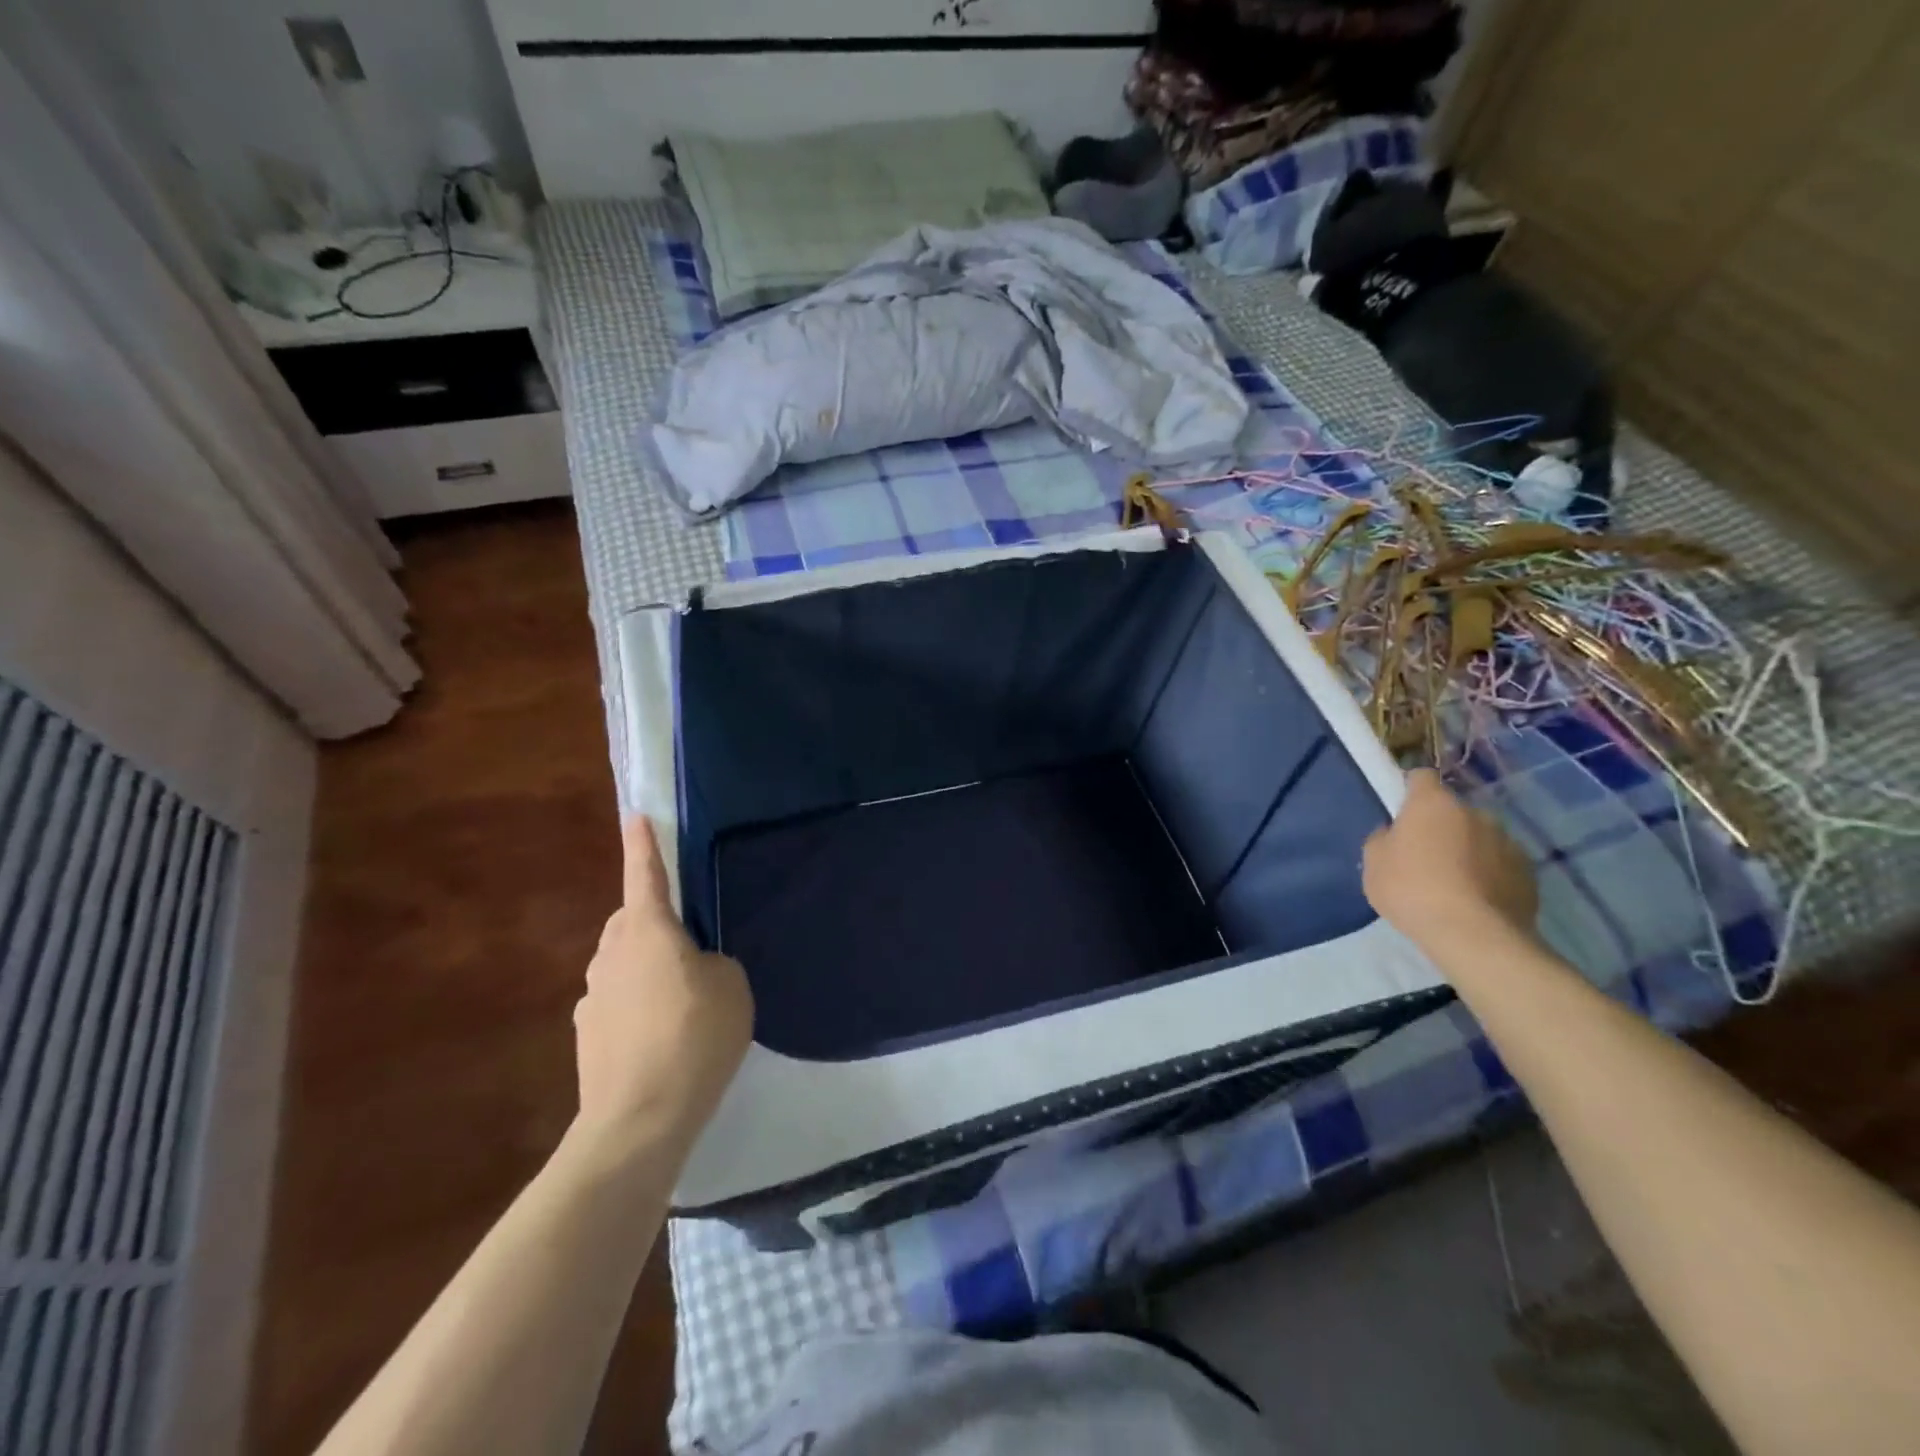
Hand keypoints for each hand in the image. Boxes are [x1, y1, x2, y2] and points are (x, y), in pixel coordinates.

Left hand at [572, 819, 752, 1152]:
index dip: (644, 845)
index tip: (635, 817)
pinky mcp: (588, 1035)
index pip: (645, 875)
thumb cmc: (694, 1037)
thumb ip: (714, 962)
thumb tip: (693, 967)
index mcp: (648, 931)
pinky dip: (637, 1006)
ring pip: (622, 963)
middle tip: (690, 946)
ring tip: (681, 1002)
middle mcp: (612, 954)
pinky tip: (661, 1037)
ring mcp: (593, 997)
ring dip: (646, 968)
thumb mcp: (731, 986)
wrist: (639, 1119)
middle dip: (653, 921)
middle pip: (631, 921)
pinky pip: (617, 1001)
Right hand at [1363, 769, 1538, 953]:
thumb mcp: (1373, 864)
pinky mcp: (1529, 872)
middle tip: (1425, 856)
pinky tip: (1477, 901)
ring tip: (1455, 884)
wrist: (1474, 935)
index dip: (1410, 789)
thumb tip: (1395, 834)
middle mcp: (1474, 812)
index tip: (1402, 811)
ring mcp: (1507, 841)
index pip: (1421, 777)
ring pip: (1480, 837)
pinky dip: (1490, 875)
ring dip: (1468, 850)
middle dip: (1441, 826)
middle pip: (1453, 811)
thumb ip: (1382, 839)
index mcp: (1433, 803)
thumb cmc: (1412, 890)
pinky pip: (1501, 864)